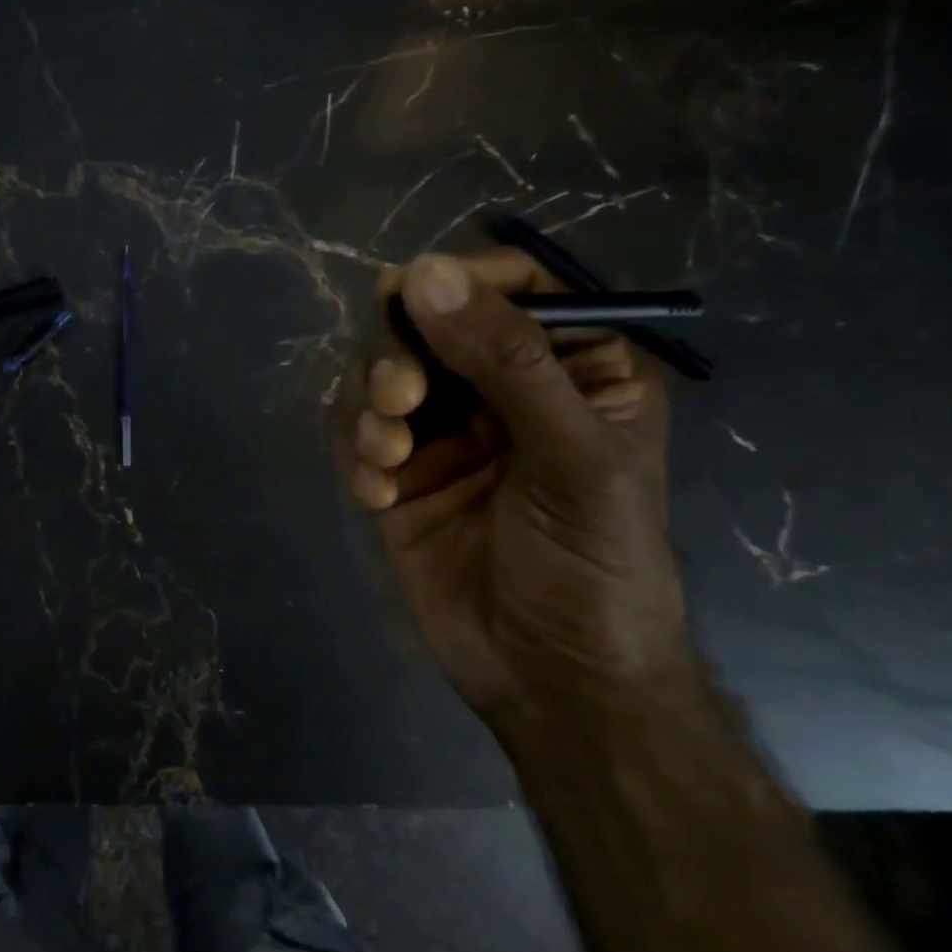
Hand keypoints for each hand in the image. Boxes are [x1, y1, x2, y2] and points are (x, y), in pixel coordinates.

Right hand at [340, 250, 690, 727]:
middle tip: (400, 397)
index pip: (514, 285)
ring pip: (379, 375)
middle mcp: (500, 389)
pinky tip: (378, 495)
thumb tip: (420, 272)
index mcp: (572, 368)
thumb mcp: (572, 457)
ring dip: (371, 406)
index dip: (460, 280)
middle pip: (426, 325)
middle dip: (399, 354)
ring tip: (389, 456)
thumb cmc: (595, 565)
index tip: (413, 296)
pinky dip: (357, 454)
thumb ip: (505, 361)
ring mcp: (443, 432)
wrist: (549, 679)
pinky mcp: (397, 474)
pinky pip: (356, 433)